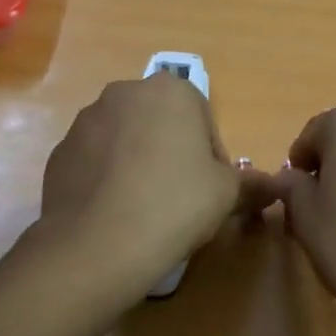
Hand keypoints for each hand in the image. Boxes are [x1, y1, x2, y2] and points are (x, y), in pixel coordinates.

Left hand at [38, 76, 274, 293]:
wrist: (97, 244)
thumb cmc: (176, 204)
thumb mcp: (228, 194)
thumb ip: (254, 184)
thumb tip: (275, 187)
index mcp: (171, 91)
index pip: (203, 121)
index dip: (211, 158)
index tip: (209, 191)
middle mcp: (124, 93)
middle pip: (162, 125)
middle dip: (173, 155)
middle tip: (180, 199)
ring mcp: (85, 121)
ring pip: (126, 141)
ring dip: (139, 164)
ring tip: (145, 210)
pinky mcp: (59, 152)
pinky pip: (95, 162)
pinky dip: (108, 180)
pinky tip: (115, 214)